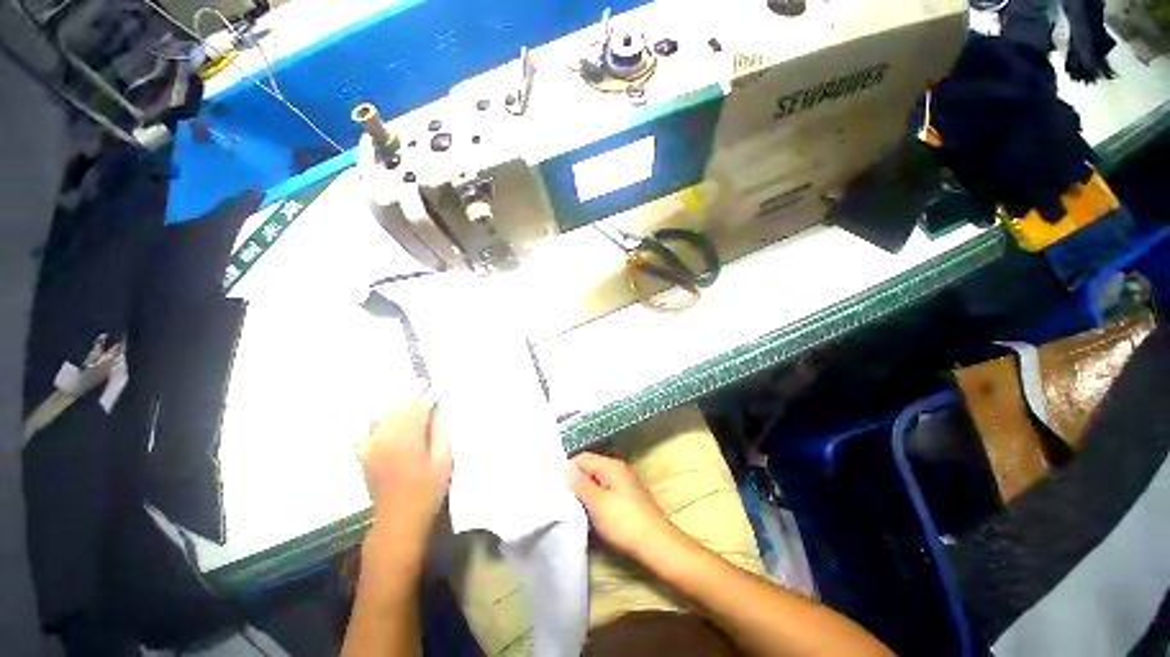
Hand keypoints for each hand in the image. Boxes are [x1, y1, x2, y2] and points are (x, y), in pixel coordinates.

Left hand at [358, 400, 451, 545]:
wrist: (399, 519)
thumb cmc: (427, 490)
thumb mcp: (444, 461)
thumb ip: (440, 432)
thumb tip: (436, 412)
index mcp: (406, 437)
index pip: (417, 405)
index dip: (429, 399)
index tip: (439, 398)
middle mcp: (385, 436)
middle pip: (400, 407)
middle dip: (415, 403)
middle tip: (428, 405)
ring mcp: (370, 445)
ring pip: (385, 415)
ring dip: (399, 410)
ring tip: (412, 413)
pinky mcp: (363, 453)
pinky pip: (365, 429)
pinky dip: (375, 421)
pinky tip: (386, 421)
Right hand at [564, 452, 678, 560]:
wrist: (656, 546)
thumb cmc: (625, 522)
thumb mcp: (598, 503)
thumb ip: (580, 484)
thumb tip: (564, 467)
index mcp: (611, 466)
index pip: (583, 458)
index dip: (568, 469)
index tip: (555, 486)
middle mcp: (618, 470)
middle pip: (590, 468)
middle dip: (575, 481)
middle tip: (560, 498)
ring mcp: (623, 484)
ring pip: (596, 481)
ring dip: (584, 493)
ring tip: (571, 507)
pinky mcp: (625, 498)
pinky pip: (604, 492)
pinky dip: (594, 500)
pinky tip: (588, 513)